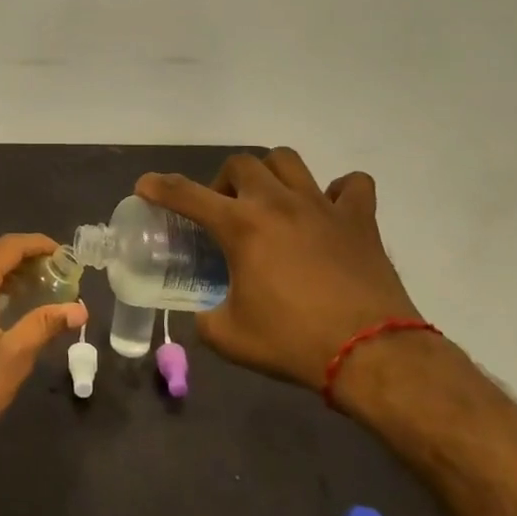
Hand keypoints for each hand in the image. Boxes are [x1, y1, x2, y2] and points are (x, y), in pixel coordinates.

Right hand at [138, 148, 419, 390]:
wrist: (372, 355)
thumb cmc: (293, 343)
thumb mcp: (229, 337)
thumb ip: (205, 317)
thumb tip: (203, 313)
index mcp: (241, 227)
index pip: (186, 194)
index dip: (159, 187)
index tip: (145, 185)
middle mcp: (277, 203)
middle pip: (240, 164)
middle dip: (222, 182)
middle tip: (224, 212)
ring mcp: (322, 206)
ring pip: (288, 160)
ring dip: (270, 174)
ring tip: (268, 201)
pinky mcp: (359, 220)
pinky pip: (351, 185)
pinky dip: (337, 191)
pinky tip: (327, 211)